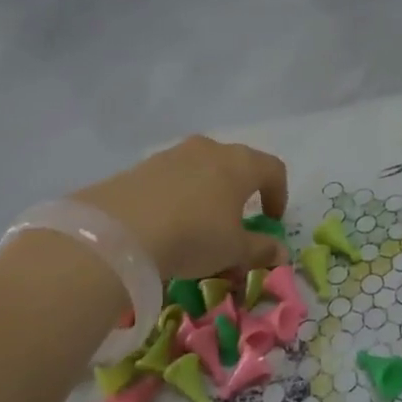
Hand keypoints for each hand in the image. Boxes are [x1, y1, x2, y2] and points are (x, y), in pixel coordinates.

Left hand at [71, 136, 289, 283]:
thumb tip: (281, 252)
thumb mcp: (233, 250)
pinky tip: (167, 224)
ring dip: (208, 193)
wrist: (120, 230)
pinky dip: (179, 196)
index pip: (273, 169)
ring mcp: (175, 153)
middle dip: (241, 193)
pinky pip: (173, 178)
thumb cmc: (194, 235)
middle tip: (235, 223)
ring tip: (198, 226)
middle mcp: (211, 149)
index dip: (279, 195)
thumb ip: (260, 249)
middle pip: (237, 165)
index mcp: (241, 164)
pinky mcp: (144, 165)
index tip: (271, 220)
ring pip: (202, 169)